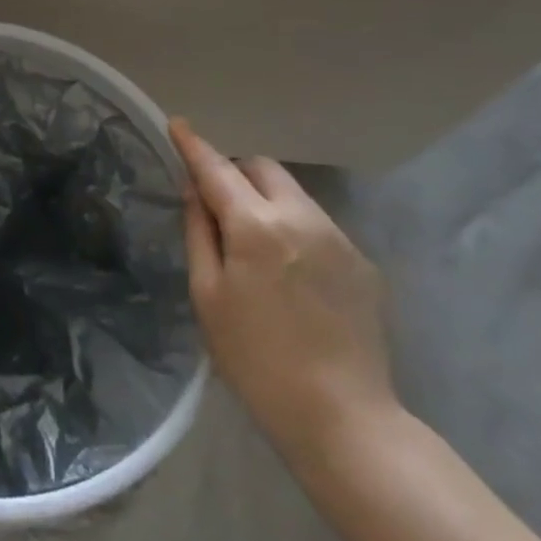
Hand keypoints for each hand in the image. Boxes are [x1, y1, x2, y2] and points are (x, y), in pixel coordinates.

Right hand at [169, 119, 399, 470]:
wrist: (341, 416)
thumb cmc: (254, 358)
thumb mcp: (208, 294)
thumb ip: (199, 232)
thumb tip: (196, 192)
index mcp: (257, 226)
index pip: (217, 169)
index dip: (193, 146)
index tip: (177, 124)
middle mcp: (303, 218)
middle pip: (263, 168)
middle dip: (234, 171)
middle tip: (214, 203)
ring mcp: (340, 238)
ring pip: (293, 194)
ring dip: (265, 199)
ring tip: (250, 244)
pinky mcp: (362, 263)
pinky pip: (317, 224)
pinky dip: (292, 227)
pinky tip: (288, 273)